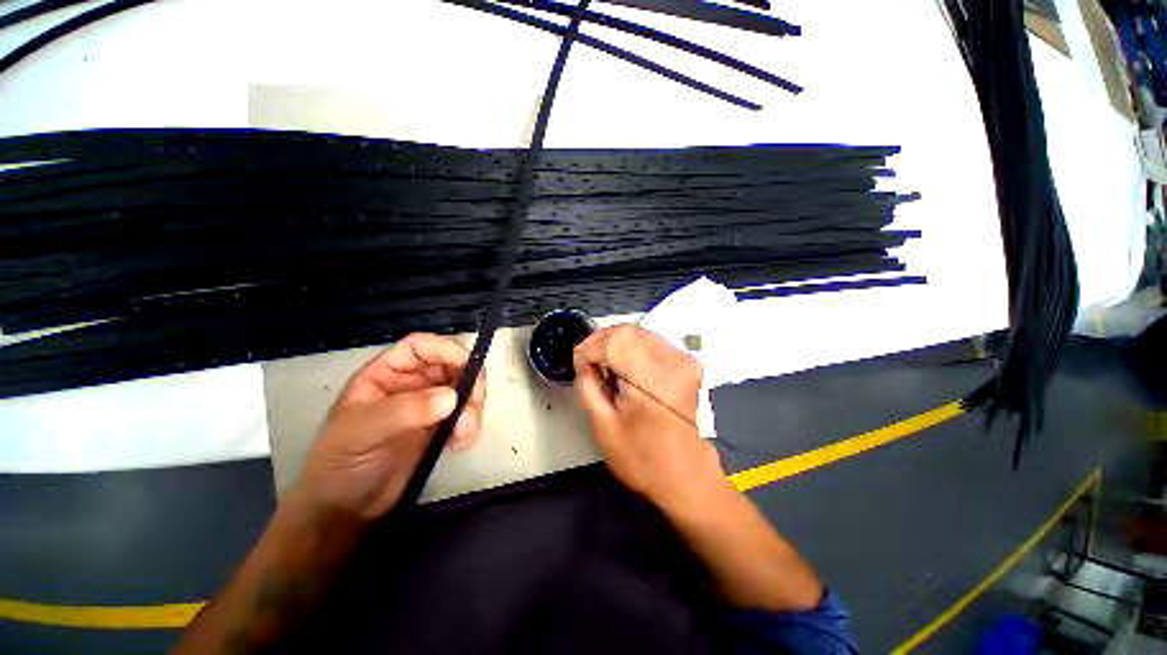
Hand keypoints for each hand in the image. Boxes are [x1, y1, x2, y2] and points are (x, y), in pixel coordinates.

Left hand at [295, 333, 485, 519]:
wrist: (346, 510)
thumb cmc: (340, 464)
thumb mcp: (363, 432)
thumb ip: (406, 410)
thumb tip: (452, 397)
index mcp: (386, 374)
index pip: (421, 347)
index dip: (447, 349)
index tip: (469, 366)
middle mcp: (411, 383)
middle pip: (451, 365)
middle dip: (468, 382)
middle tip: (474, 406)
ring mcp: (428, 405)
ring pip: (464, 389)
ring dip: (472, 407)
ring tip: (464, 434)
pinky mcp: (440, 426)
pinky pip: (466, 413)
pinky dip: (471, 424)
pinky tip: (460, 444)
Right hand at [573, 324, 723, 511]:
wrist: (685, 475)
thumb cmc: (643, 459)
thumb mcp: (603, 426)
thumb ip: (588, 385)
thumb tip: (582, 360)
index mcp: (654, 384)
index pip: (616, 342)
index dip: (591, 347)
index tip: (579, 362)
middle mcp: (674, 363)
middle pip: (628, 331)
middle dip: (601, 341)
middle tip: (587, 362)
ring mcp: (684, 360)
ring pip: (639, 332)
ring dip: (615, 343)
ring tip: (603, 365)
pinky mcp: (687, 362)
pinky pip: (651, 341)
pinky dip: (631, 347)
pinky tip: (623, 365)